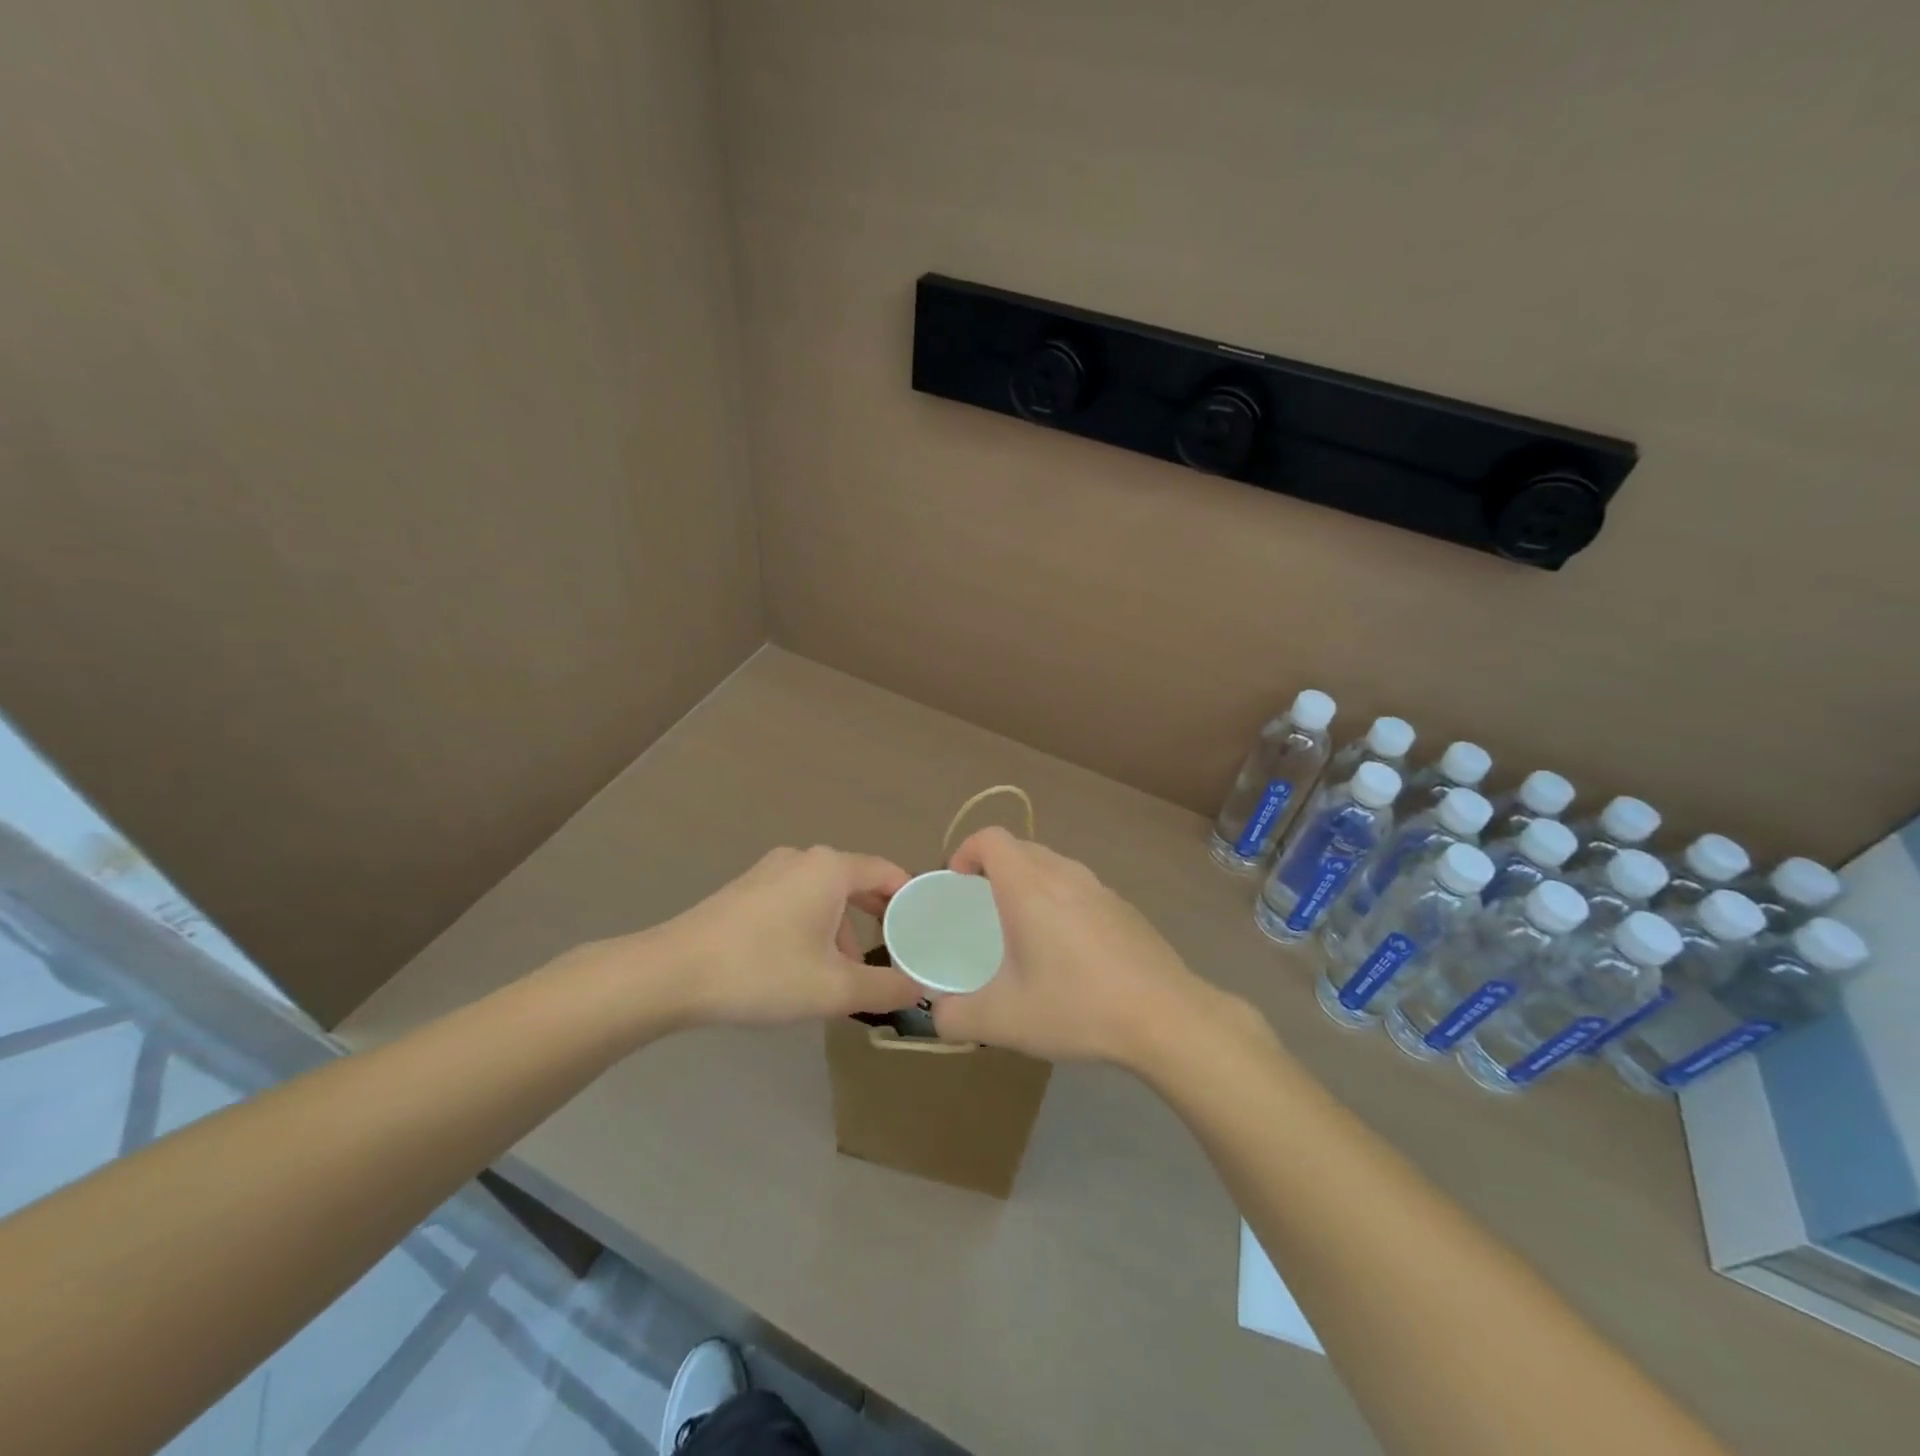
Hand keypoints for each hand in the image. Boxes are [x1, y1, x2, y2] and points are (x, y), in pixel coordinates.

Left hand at [643, 846, 922, 1026]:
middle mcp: (803, 858)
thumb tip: (918, 989)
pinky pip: (797, 900)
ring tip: (844, 976)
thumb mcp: (833, 989)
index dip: (911, 901)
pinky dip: (813, 926)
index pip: (888, 873)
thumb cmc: (762, 972)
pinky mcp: (746, 889)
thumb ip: (885, 988)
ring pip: (825, 895)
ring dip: (842, 930)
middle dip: (877, 920)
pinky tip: (802, 967)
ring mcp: (770, 870)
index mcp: (830, 868)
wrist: (672, 974)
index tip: (925, 932)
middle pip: (857, 883)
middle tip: (894, 956)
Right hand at [929, 828, 1224, 1068]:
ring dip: (1029, 884)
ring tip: (1023, 931)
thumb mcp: (1003, 1021)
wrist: (1166, 1018)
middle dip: (993, 869)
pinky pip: (1080, 889)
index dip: (965, 851)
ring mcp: (1101, 889)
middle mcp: (1065, 875)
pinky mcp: (1125, 908)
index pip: (990, 838)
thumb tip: (937, 1014)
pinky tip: (1069, 953)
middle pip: (1020, 848)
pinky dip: (1061, 902)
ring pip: (1053, 867)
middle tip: (982, 910)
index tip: (957, 884)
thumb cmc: (1077, 1007)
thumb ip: (955, 1017)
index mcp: (1029, 887)